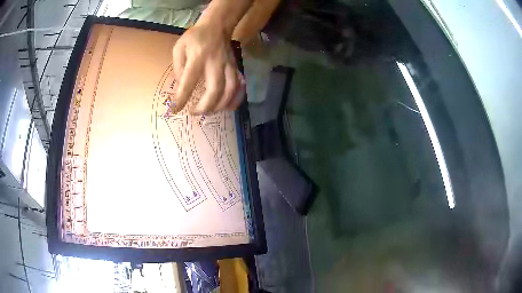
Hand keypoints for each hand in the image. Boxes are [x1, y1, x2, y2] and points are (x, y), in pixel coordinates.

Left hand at [172, 23, 244, 114]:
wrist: (217, 27)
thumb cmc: (195, 37)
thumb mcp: (179, 48)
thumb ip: (178, 68)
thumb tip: (182, 88)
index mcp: (198, 58)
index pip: (188, 82)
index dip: (181, 99)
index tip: (175, 110)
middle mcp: (215, 63)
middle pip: (215, 90)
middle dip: (205, 107)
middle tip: (194, 112)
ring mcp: (228, 66)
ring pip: (230, 91)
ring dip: (220, 106)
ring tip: (209, 111)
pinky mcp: (235, 68)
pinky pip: (239, 87)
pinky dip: (234, 100)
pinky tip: (227, 107)